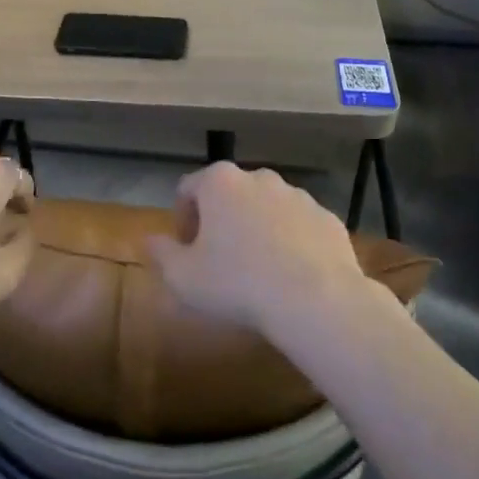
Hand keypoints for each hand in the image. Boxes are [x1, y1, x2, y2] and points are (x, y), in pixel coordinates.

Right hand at [145, 162, 370, 342]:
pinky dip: (290, 242)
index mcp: (220, 183)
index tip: (186, 249)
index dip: (181, 218)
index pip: (188, 188)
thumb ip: (162, 253)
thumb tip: (151, 240)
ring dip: (256, 229)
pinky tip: (289, 276)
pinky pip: (298, 226)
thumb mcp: (183, 277)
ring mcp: (298, 196)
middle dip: (220, 221)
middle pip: (229, 194)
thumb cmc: (237, 283)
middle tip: (218, 260)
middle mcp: (260, 178)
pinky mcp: (327, 218)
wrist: (316, 300)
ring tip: (256, 270)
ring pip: (266, 208)